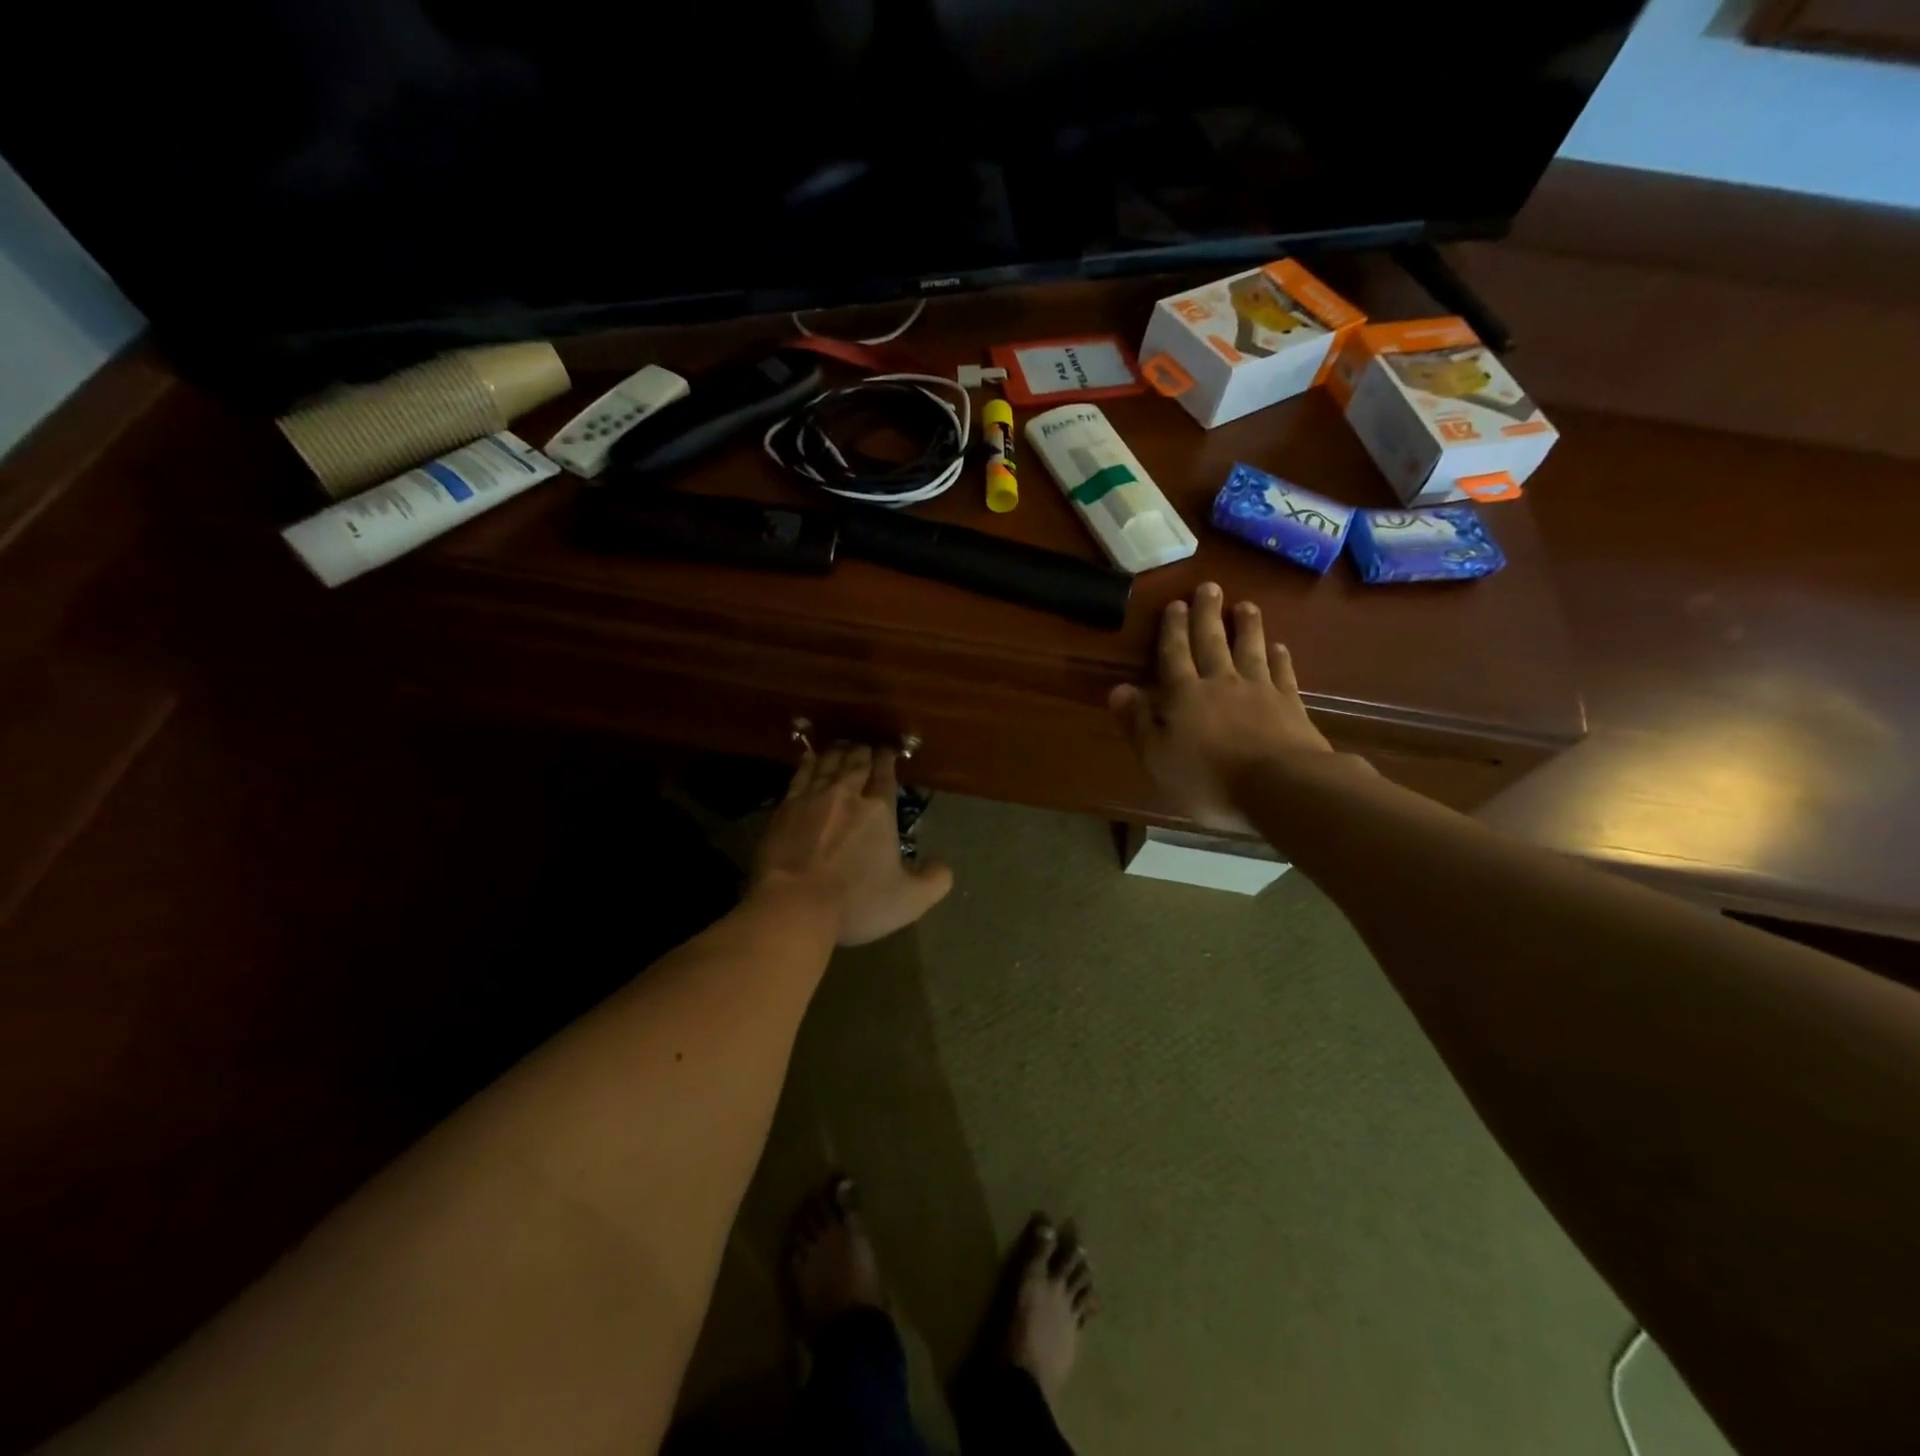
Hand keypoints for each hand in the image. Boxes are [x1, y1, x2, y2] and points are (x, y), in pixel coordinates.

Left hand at [752, 744, 953, 945]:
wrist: (793, 904)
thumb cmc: (855, 902)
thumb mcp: (909, 900)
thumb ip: (933, 881)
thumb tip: (943, 866)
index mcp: (879, 810)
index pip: (885, 775)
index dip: (888, 759)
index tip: (888, 750)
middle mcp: (846, 794)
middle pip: (856, 763)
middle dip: (863, 752)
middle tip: (866, 746)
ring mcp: (812, 798)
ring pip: (828, 764)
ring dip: (838, 752)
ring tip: (843, 746)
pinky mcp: (784, 808)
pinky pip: (800, 776)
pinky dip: (808, 764)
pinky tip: (810, 759)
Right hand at [1108, 583, 1335, 830]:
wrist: (1280, 786)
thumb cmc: (1209, 778)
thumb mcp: (1158, 757)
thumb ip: (1137, 722)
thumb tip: (1117, 688)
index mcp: (1185, 695)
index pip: (1174, 654)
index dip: (1172, 629)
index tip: (1175, 603)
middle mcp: (1221, 683)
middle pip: (1212, 642)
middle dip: (1207, 615)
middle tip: (1209, 587)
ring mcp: (1259, 690)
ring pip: (1250, 650)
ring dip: (1247, 627)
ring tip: (1245, 605)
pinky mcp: (1290, 704)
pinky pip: (1282, 673)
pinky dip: (1279, 658)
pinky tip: (1279, 647)